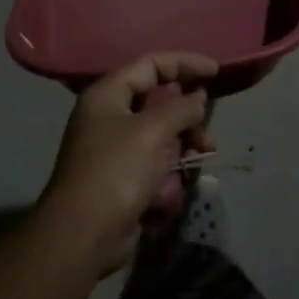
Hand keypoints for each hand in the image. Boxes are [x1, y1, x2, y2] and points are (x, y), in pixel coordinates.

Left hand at [42, 53, 216, 276]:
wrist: (83, 235)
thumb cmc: (116, 171)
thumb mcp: (153, 130)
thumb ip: (181, 107)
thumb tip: (198, 97)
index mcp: (107, 95)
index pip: (151, 64)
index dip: (185, 63)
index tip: (215, 72)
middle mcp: (109, 116)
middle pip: (158, 100)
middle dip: (187, 113)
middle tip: (205, 130)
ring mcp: (115, 148)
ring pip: (161, 132)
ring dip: (184, 142)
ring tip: (201, 156)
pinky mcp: (123, 177)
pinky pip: (155, 160)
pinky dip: (171, 166)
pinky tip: (178, 184)